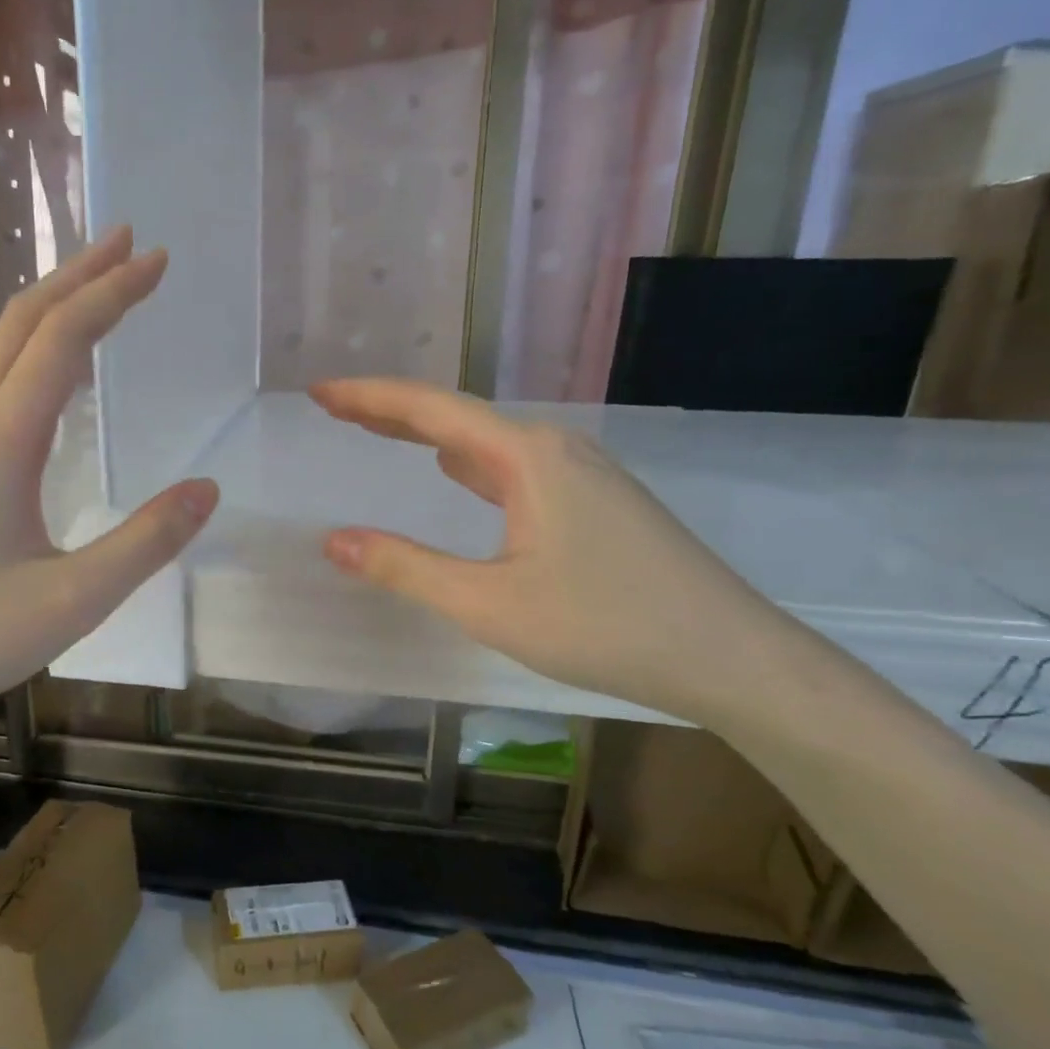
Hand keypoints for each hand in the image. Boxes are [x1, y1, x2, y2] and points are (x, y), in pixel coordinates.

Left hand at [0, 230, 218, 754]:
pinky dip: (33, 353)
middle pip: (21, 323)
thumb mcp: (69, 602)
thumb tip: (208, 489)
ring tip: (100, 291)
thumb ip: (144, 544)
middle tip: (132, 245)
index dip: (113, 292)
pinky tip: (52, 377)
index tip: (159, 260)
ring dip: (52, 309)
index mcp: (0, 444)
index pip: (62, 340)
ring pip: (0, 351)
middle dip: (80, 275)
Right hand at [311, 378, 785, 726]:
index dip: (369, 398)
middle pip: (458, 416)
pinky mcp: (596, 499)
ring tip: (382, 432)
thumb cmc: (605, 626)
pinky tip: (458, 473)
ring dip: (429, 435)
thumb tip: (334, 542)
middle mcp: (555, 447)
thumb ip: (406, 568)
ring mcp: (582, 471)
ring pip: (487, 441)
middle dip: (392, 410)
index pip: (430, 411)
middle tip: (336, 408)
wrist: (729, 655)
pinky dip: (469, 462)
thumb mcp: (489, 603)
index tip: (320, 393)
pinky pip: (513, 465)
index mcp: (527, 456)